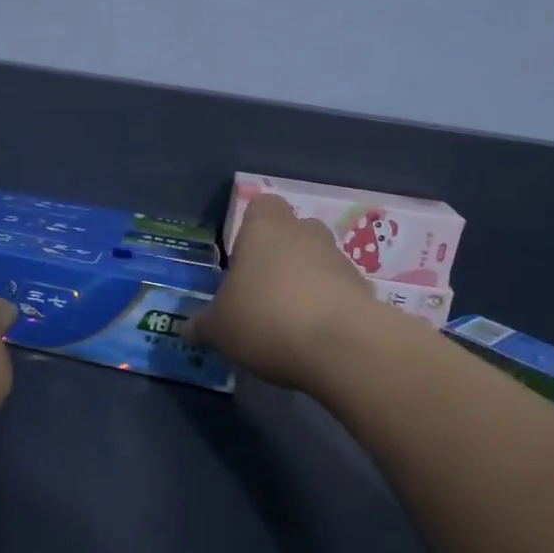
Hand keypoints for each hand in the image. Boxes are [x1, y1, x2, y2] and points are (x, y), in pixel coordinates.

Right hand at [189, 193, 373, 392]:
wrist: (342, 347)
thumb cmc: (266, 319)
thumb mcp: (219, 328)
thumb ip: (203, 324)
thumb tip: (187, 327)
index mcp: (265, 228)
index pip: (261, 206)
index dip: (251, 227)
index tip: (241, 258)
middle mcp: (305, 233)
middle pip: (293, 232)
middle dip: (280, 257)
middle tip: (261, 291)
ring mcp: (341, 260)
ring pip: (318, 262)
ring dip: (306, 283)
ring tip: (287, 322)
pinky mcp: (366, 291)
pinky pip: (339, 292)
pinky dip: (328, 309)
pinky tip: (313, 339)